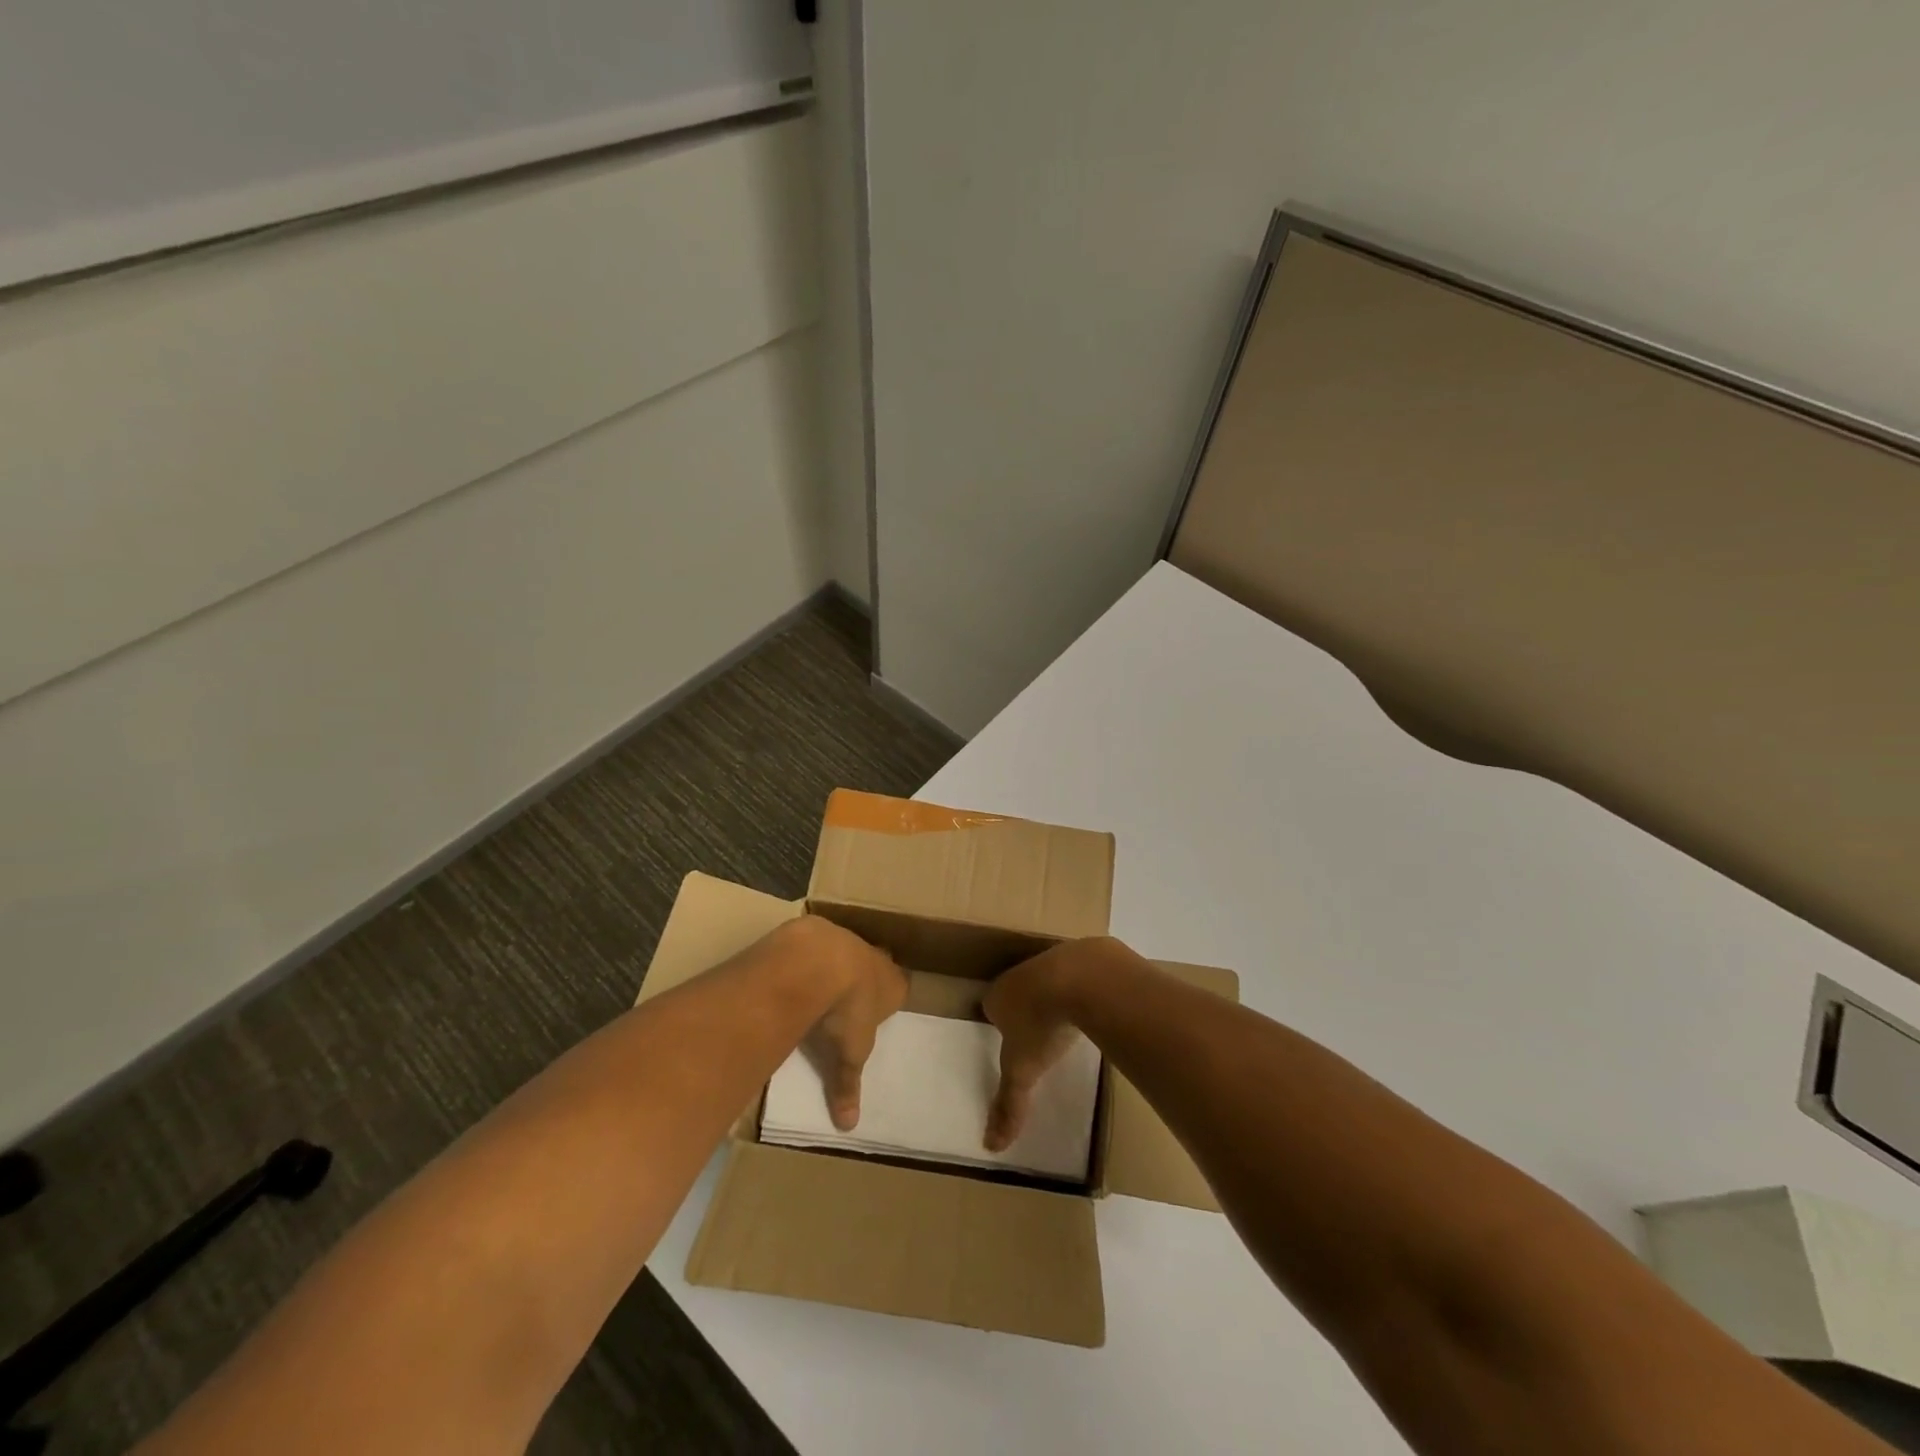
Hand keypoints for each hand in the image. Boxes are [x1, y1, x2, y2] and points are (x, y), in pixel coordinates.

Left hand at [782, 917, 907, 1130]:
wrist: (819, 961)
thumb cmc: (846, 1010)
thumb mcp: (848, 1055)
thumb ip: (847, 1086)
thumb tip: (848, 1126)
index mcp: (894, 985)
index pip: (900, 988)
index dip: (888, 999)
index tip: (875, 1011)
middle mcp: (877, 958)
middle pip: (877, 965)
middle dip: (865, 978)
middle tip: (848, 999)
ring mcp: (849, 939)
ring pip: (848, 951)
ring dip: (836, 965)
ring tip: (817, 987)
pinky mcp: (819, 929)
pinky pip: (818, 943)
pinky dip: (809, 956)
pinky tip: (794, 973)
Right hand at [981, 939, 1102, 1150]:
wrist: (1082, 978)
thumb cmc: (1042, 1024)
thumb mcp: (1022, 1071)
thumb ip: (1008, 1105)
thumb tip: (990, 1145)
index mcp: (999, 995)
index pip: (992, 1007)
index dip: (1001, 1023)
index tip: (1012, 1042)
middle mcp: (1020, 972)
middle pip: (1019, 990)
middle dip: (1027, 1007)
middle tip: (1040, 1033)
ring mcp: (1053, 959)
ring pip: (1049, 978)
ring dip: (1056, 994)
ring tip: (1070, 1020)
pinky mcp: (1084, 954)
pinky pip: (1080, 972)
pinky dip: (1085, 985)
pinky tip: (1097, 1003)